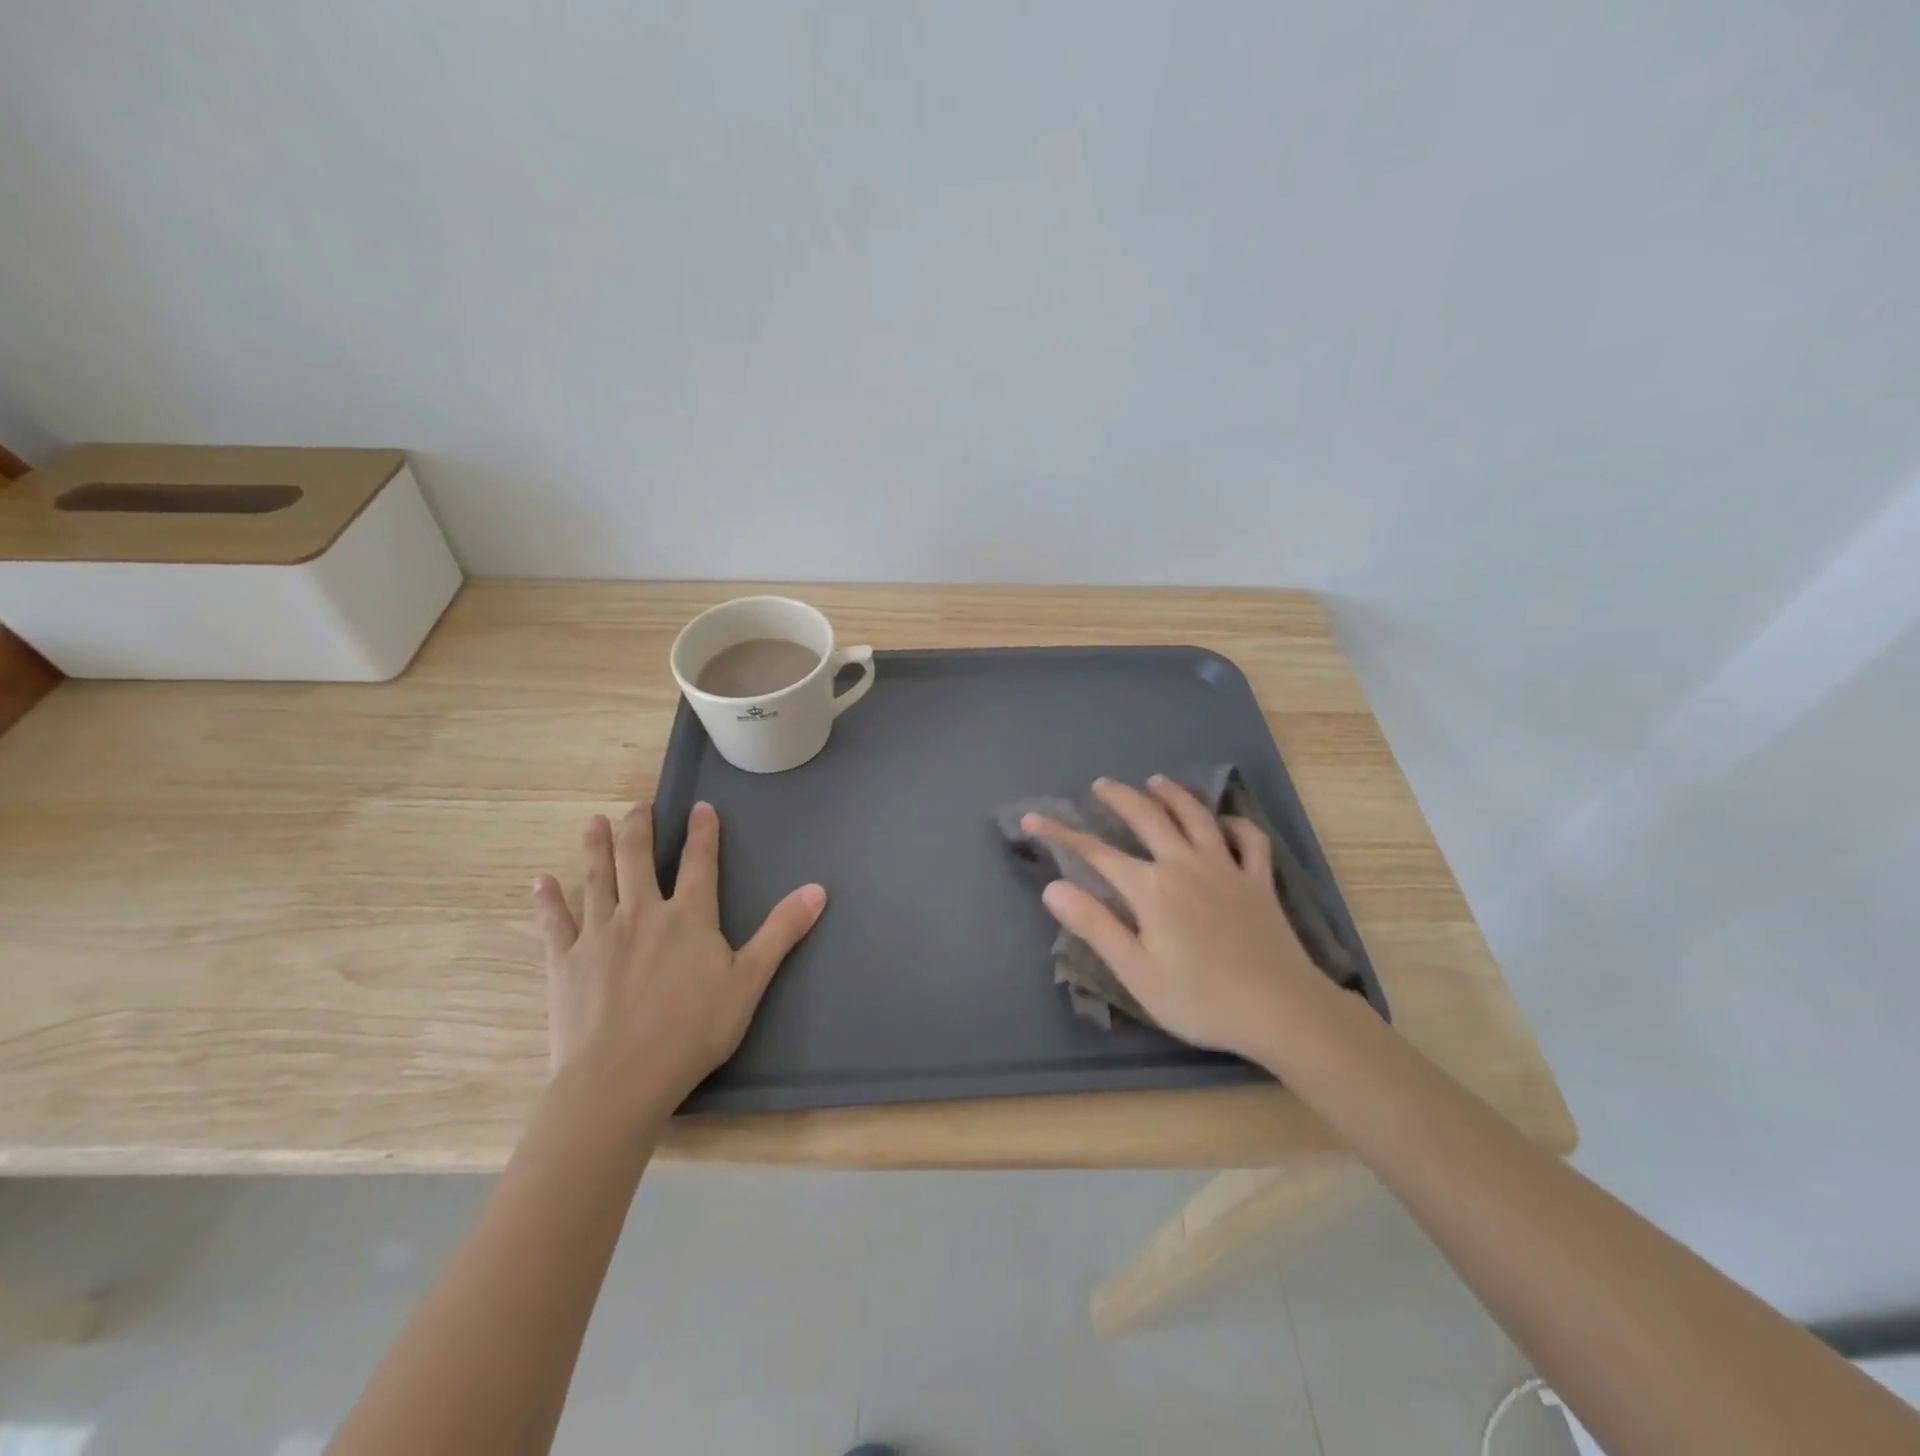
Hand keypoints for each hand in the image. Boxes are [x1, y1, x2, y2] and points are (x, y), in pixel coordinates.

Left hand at [531, 800, 825, 1116]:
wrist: (620, 1078)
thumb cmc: (693, 1030)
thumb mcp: (750, 981)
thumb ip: (781, 931)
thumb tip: (818, 889)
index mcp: (689, 916)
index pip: (700, 861)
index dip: (703, 831)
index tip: (700, 806)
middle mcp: (642, 912)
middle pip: (637, 857)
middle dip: (638, 827)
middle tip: (637, 806)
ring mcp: (599, 934)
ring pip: (597, 877)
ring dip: (596, 846)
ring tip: (593, 821)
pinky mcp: (564, 961)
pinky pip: (553, 922)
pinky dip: (547, 900)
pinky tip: (540, 882)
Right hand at [1023, 776, 1328, 1062]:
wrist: (1281, 1011)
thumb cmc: (1200, 998)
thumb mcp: (1136, 971)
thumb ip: (1095, 925)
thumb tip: (1054, 887)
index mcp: (1151, 888)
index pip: (1095, 852)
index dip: (1060, 834)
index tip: (1033, 820)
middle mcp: (1185, 864)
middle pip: (1147, 817)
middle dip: (1119, 798)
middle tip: (1101, 785)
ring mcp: (1226, 868)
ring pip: (1196, 816)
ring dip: (1173, 794)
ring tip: (1156, 782)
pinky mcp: (1259, 881)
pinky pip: (1249, 840)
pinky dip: (1235, 823)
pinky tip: (1224, 822)